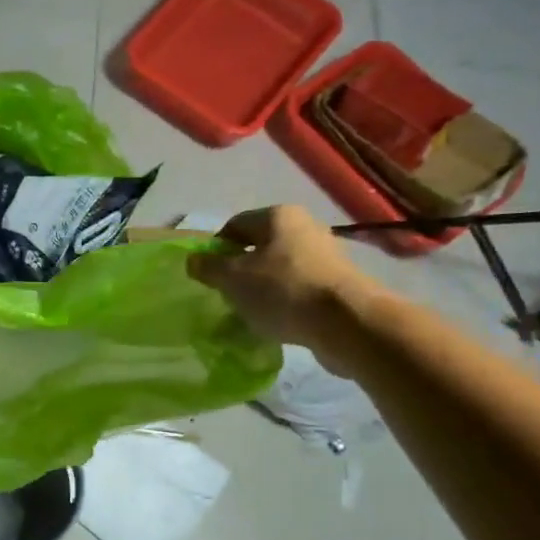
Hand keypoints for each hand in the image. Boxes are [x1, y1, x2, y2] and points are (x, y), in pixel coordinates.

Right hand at [186, 207, 378, 355]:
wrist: (346, 322)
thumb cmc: (282, 290)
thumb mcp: (233, 278)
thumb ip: (209, 267)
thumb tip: (193, 260)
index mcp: (278, 216)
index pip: (235, 225)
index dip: (215, 250)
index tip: (207, 276)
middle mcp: (304, 227)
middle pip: (258, 248)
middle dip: (238, 272)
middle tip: (225, 296)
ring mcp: (324, 256)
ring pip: (278, 270)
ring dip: (260, 290)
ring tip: (248, 314)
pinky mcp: (336, 285)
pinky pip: (297, 290)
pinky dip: (282, 304)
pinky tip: (274, 324)